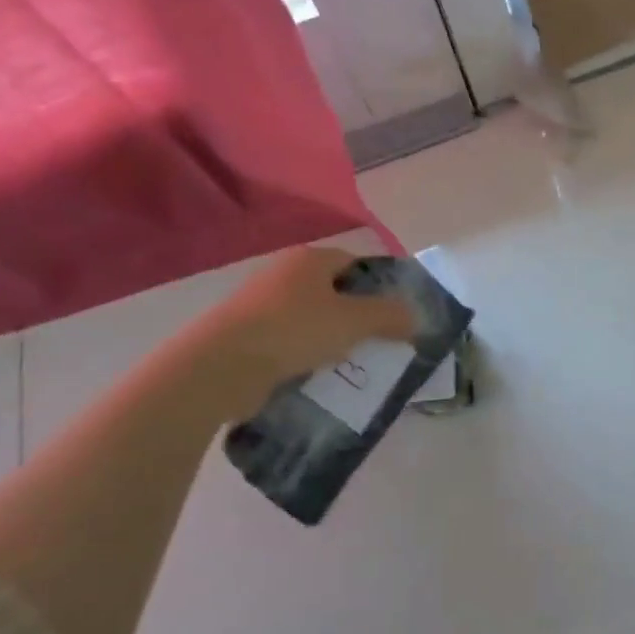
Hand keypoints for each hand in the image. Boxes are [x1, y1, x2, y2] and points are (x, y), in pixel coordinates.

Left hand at [195, 248, 417, 419]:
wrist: (219, 367)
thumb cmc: (294, 331)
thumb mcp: (354, 321)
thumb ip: (390, 315)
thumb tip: (415, 317)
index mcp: (310, 259)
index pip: (356, 262)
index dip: (380, 285)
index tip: (396, 314)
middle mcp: (284, 273)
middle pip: (334, 290)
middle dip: (358, 314)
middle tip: (380, 340)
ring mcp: (260, 304)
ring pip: (311, 317)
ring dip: (332, 337)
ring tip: (352, 362)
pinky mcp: (245, 335)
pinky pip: (289, 340)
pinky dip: (306, 354)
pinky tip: (318, 374)